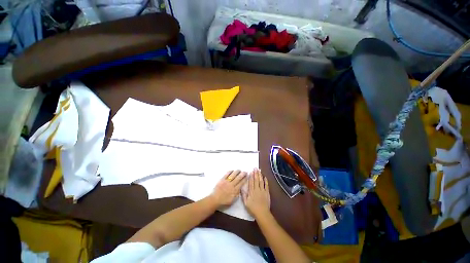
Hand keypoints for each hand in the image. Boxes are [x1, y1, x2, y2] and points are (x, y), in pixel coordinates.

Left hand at [211, 170, 246, 206]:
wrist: (214, 200)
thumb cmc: (224, 201)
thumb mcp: (232, 200)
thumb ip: (237, 194)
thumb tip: (240, 188)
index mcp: (234, 190)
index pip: (241, 183)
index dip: (245, 179)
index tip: (247, 176)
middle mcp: (231, 185)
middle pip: (238, 178)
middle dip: (242, 174)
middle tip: (245, 171)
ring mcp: (226, 181)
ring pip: (233, 175)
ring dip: (237, 172)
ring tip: (239, 170)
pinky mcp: (222, 179)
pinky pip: (226, 174)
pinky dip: (230, 171)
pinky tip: (232, 170)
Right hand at [242, 168, 270, 217]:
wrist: (262, 213)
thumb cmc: (253, 209)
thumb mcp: (246, 203)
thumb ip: (244, 195)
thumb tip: (241, 188)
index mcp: (251, 191)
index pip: (251, 182)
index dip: (251, 176)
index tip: (251, 171)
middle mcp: (257, 189)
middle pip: (256, 180)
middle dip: (255, 173)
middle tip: (255, 168)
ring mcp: (262, 190)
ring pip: (261, 181)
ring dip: (260, 175)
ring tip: (259, 170)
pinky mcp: (267, 193)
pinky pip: (266, 185)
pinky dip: (266, 181)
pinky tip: (265, 177)